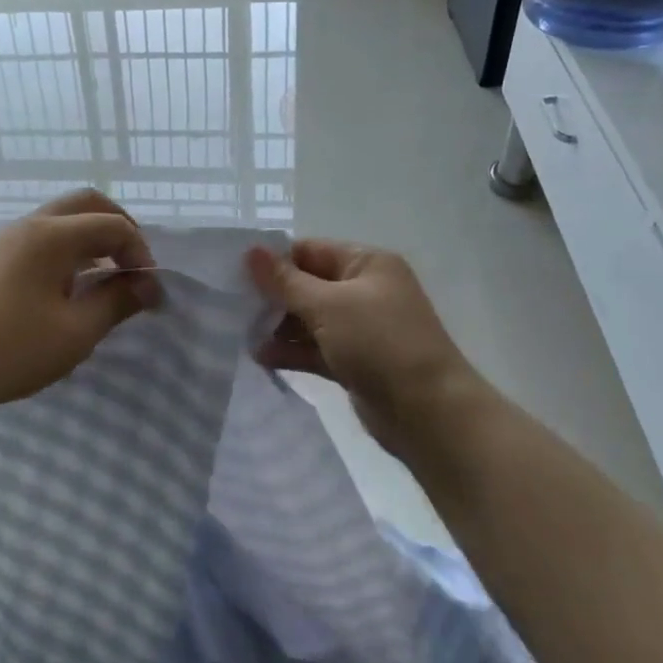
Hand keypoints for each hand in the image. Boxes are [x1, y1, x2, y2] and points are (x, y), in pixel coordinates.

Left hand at [0, 190, 162, 420]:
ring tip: (103, 278)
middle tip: (133, 265)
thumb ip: (116, 302)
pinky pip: (38, 238)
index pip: (114, 225)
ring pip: (59, 220)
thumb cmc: (10, 349)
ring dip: (90, 238)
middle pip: (86, 204)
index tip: (149, 292)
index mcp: (53, 235)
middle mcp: (28, 225)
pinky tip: (65, 288)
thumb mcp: (75, 332)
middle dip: (119, 228)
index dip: (141, 253)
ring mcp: (3, 240)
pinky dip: (65, 250)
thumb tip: (147, 286)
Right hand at [246, 240, 494, 462]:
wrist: (428, 412)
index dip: (274, 261)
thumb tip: (250, 251)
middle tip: (234, 308)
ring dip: (279, 327)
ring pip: (310, 319)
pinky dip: (293, 351)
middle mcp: (365, 289)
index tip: (235, 275)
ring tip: (243, 335)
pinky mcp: (356, 360)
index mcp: (366, 263)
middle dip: (273, 297)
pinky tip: (262, 358)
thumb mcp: (327, 306)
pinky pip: (317, 348)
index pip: (310, 250)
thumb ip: (284, 281)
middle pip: (308, 284)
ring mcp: (361, 327)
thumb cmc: (379, 343)